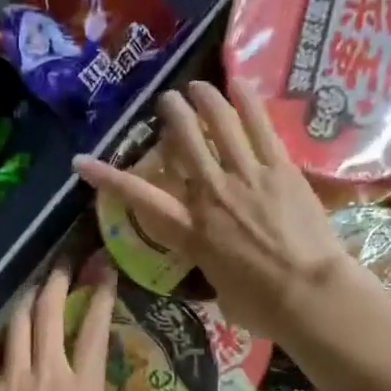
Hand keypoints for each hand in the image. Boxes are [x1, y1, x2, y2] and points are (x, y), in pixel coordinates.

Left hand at [0, 263, 126, 390]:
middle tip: (63, 265)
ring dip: (27, 302)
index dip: (101, 297)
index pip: (95, 331)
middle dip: (58, 282)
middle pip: (51, 313)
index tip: (104, 272)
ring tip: (33, 291)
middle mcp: (48, 373)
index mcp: (83, 390)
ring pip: (18, 324)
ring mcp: (11, 378)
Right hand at [73, 81, 350, 344]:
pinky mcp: (281, 170)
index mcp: (192, 232)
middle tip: (167, 101)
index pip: (140, 198)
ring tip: (197, 86)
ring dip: (205, 100)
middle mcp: (211, 195)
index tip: (82, 161)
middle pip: (184, 143)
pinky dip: (247, 103)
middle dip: (172, 116)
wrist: (309, 295)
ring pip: (219, 125)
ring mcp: (246, 178)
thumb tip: (220, 266)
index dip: (107, 178)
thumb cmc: (263, 308)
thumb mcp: (222, 294)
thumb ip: (213, 269)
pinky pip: (260, 128)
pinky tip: (238, 83)